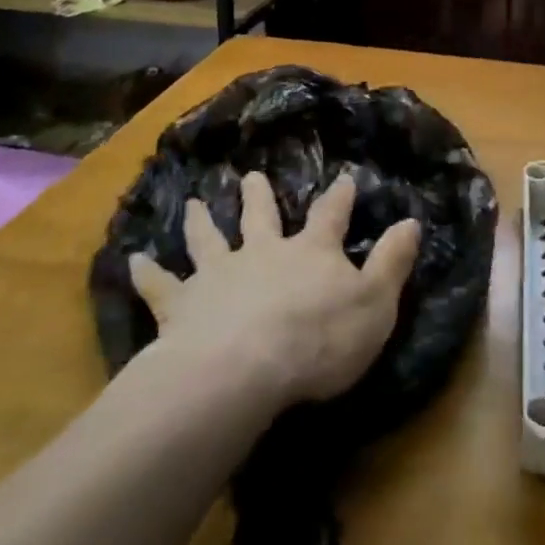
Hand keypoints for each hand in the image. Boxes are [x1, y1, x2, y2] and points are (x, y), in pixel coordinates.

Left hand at [128, 171, 421, 405]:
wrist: (243, 369)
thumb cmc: (319, 340)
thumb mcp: (374, 304)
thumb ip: (392, 262)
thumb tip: (412, 221)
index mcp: (310, 251)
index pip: (330, 215)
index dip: (339, 197)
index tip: (344, 177)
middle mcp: (263, 251)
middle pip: (260, 216)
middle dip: (258, 196)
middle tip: (251, 176)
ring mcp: (219, 274)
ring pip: (209, 239)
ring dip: (201, 221)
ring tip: (193, 202)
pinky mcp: (182, 305)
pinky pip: (161, 286)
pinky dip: (146, 273)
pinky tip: (131, 260)